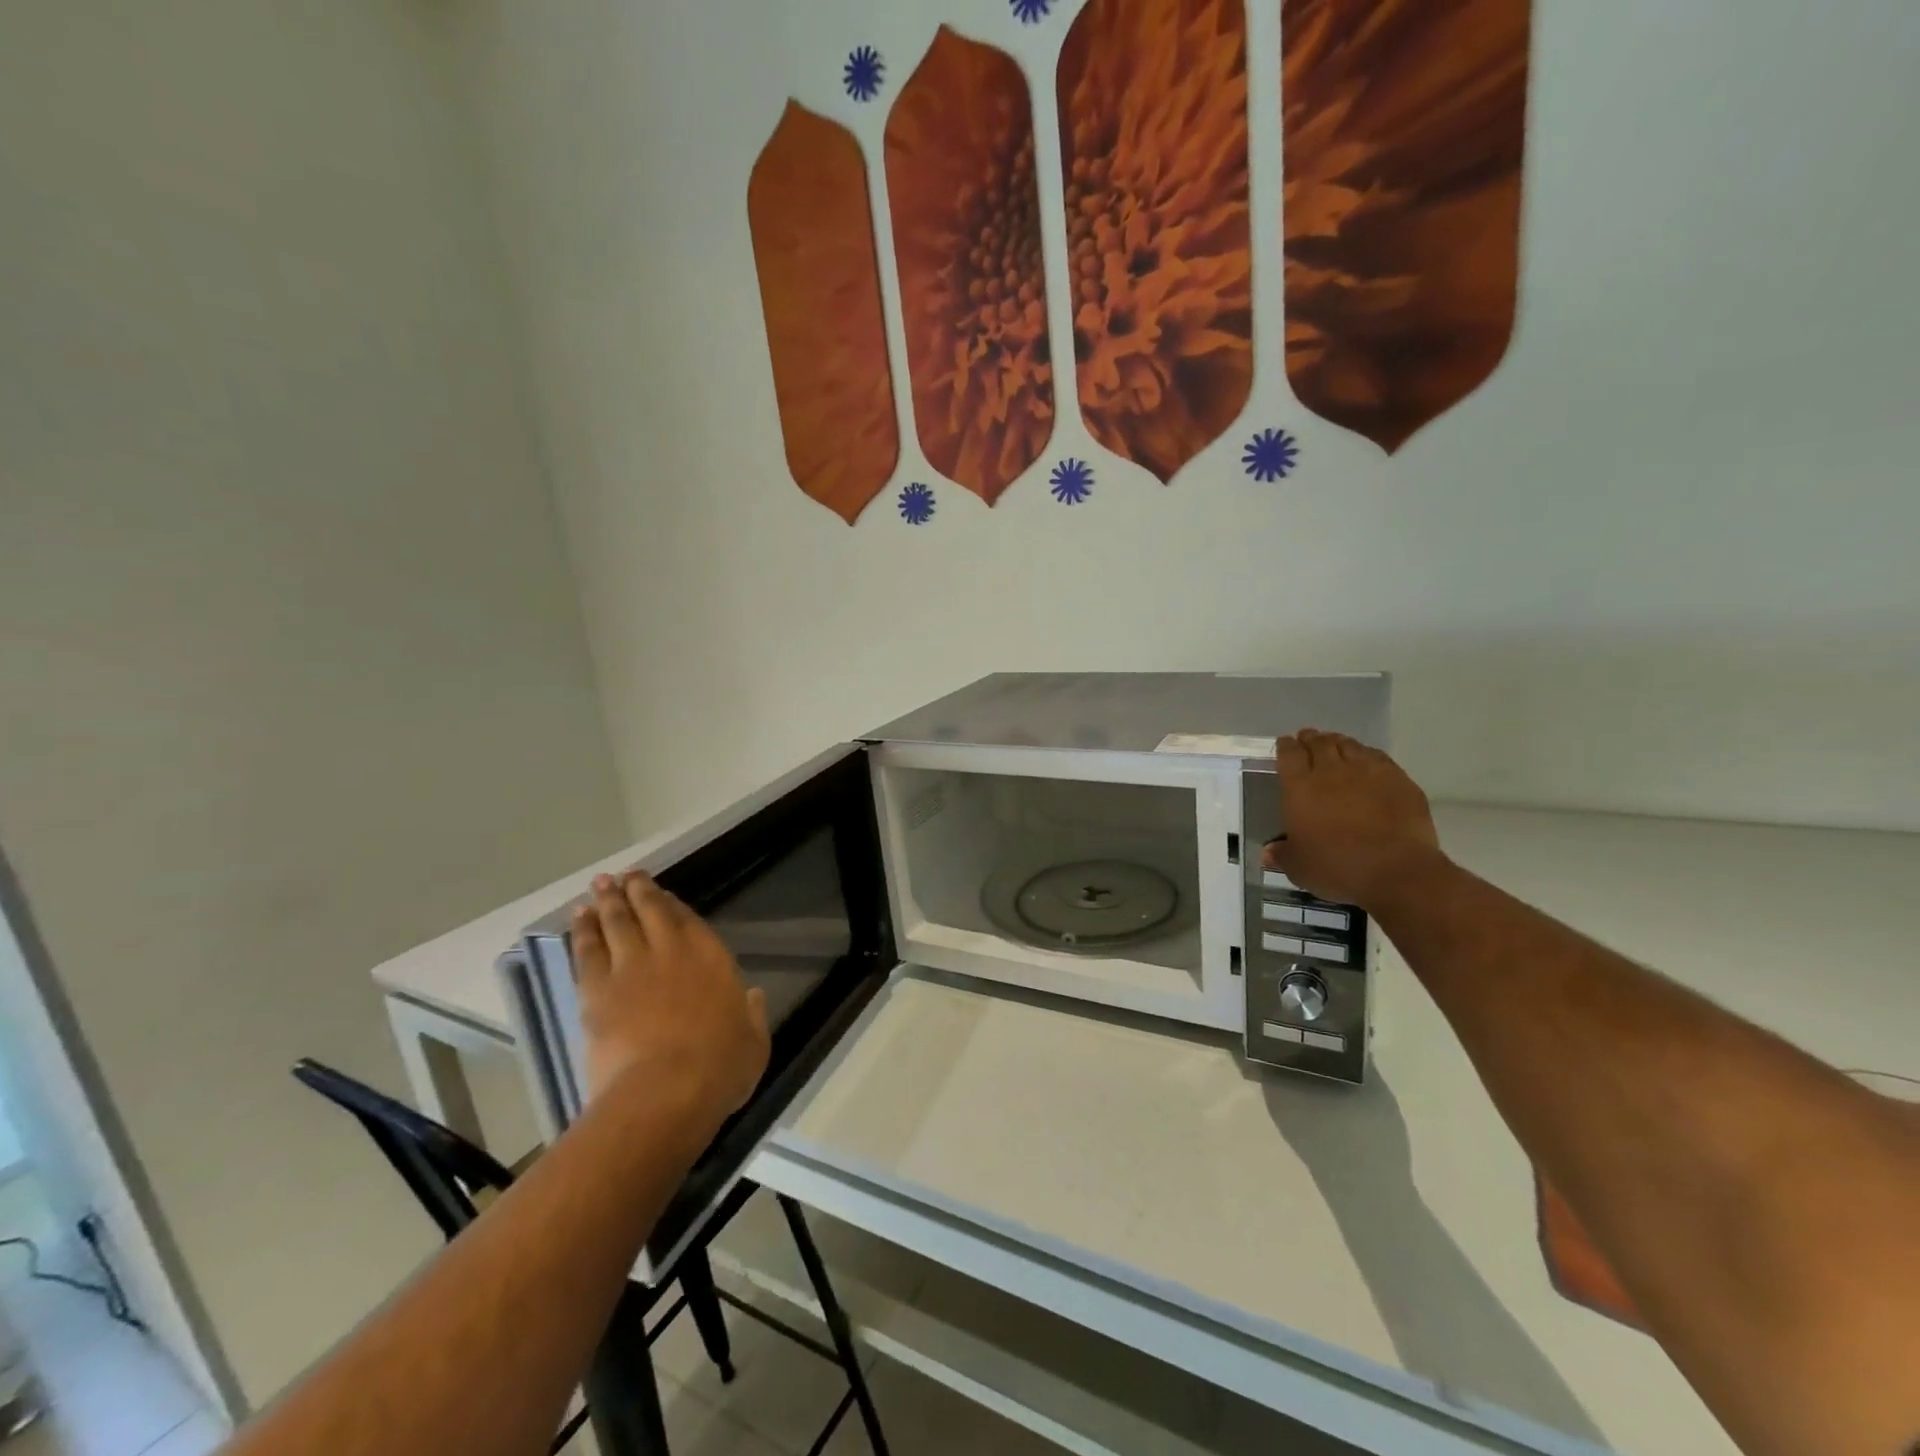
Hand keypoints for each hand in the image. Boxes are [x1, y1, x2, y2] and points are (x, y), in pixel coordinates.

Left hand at [570, 872, 770, 1125]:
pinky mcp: (597, 991)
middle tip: (627, 875)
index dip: (672, 904)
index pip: (688, 920)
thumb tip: (752, 996)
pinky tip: (579, 918)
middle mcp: (671, 951)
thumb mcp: (754, 1042)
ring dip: (608, 901)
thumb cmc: (720, 1067)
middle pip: (650, 911)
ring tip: (601, 885)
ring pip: (616, 923)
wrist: (666, 1091)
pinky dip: (583, 931)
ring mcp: (631, 968)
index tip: (662, 893)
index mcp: (711, 958)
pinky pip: (587, 951)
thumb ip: (753, 1014)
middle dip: (638, 890)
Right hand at [1263, 728, 1443, 909]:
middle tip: (1308, 738)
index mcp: (1299, 787)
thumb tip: (1268, 853)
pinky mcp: (1398, 779)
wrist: (1396, 871)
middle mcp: (1330, 771)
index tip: (1284, 743)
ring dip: (1338, 742)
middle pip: (1318, 743)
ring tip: (1335, 744)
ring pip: (1348, 745)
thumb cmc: (1337, 867)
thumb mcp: (1299, 868)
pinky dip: (1367, 754)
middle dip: (1310, 739)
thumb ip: (1282, 855)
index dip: (1285, 746)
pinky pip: (1377, 757)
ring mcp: (1367, 771)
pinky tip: (1366, 760)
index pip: (1289, 755)